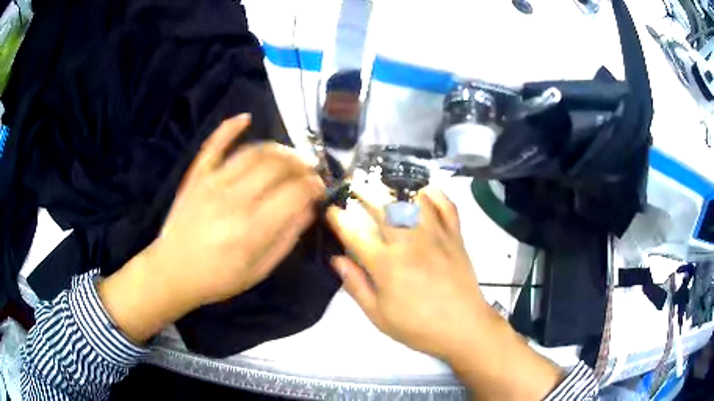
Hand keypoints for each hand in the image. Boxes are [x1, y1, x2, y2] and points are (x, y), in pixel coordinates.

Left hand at [99, 114, 324, 342]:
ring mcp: (213, 183)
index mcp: (252, 229)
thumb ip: (286, 239)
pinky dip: (230, 127)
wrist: (173, 271)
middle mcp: (234, 200)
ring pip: (254, 152)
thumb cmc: (218, 277)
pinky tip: (246, 118)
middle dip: (302, 165)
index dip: (314, 186)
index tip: (321, 188)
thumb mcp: (259, 270)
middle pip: (278, 166)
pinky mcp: (197, 175)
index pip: (295, 193)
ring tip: (290, 157)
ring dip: (279, 149)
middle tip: (309, 172)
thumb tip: (309, 210)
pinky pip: (214, 144)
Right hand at [326, 188, 488, 359]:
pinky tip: (424, 193)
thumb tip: (336, 258)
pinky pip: (446, 205)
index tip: (330, 209)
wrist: (463, 328)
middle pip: (383, 206)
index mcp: (386, 264)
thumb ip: (355, 284)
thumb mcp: (378, 315)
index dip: (338, 217)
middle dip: (364, 191)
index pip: (354, 233)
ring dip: (396, 190)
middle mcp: (410, 242)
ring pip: (414, 199)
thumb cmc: (417, 326)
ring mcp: (436, 235)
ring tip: (386, 189)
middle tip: (354, 186)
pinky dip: (435, 194)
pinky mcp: (456, 236)